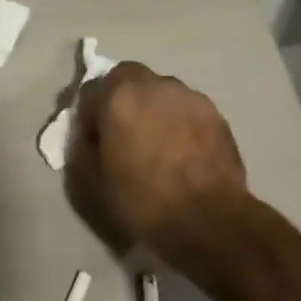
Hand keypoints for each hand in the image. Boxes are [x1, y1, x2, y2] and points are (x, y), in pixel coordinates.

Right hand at [66, 62, 248, 260]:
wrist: (210, 221)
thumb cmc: (144, 201)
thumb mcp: (93, 182)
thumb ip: (83, 149)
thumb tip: (90, 137)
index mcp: (119, 97)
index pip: (91, 91)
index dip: (88, 116)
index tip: (93, 141)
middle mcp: (154, 85)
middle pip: (128, 79)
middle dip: (121, 99)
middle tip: (124, 134)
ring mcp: (190, 97)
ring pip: (161, 92)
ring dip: (153, 108)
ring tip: (157, 144)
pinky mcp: (216, 115)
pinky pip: (186, 109)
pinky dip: (179, 122)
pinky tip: (182, 152)